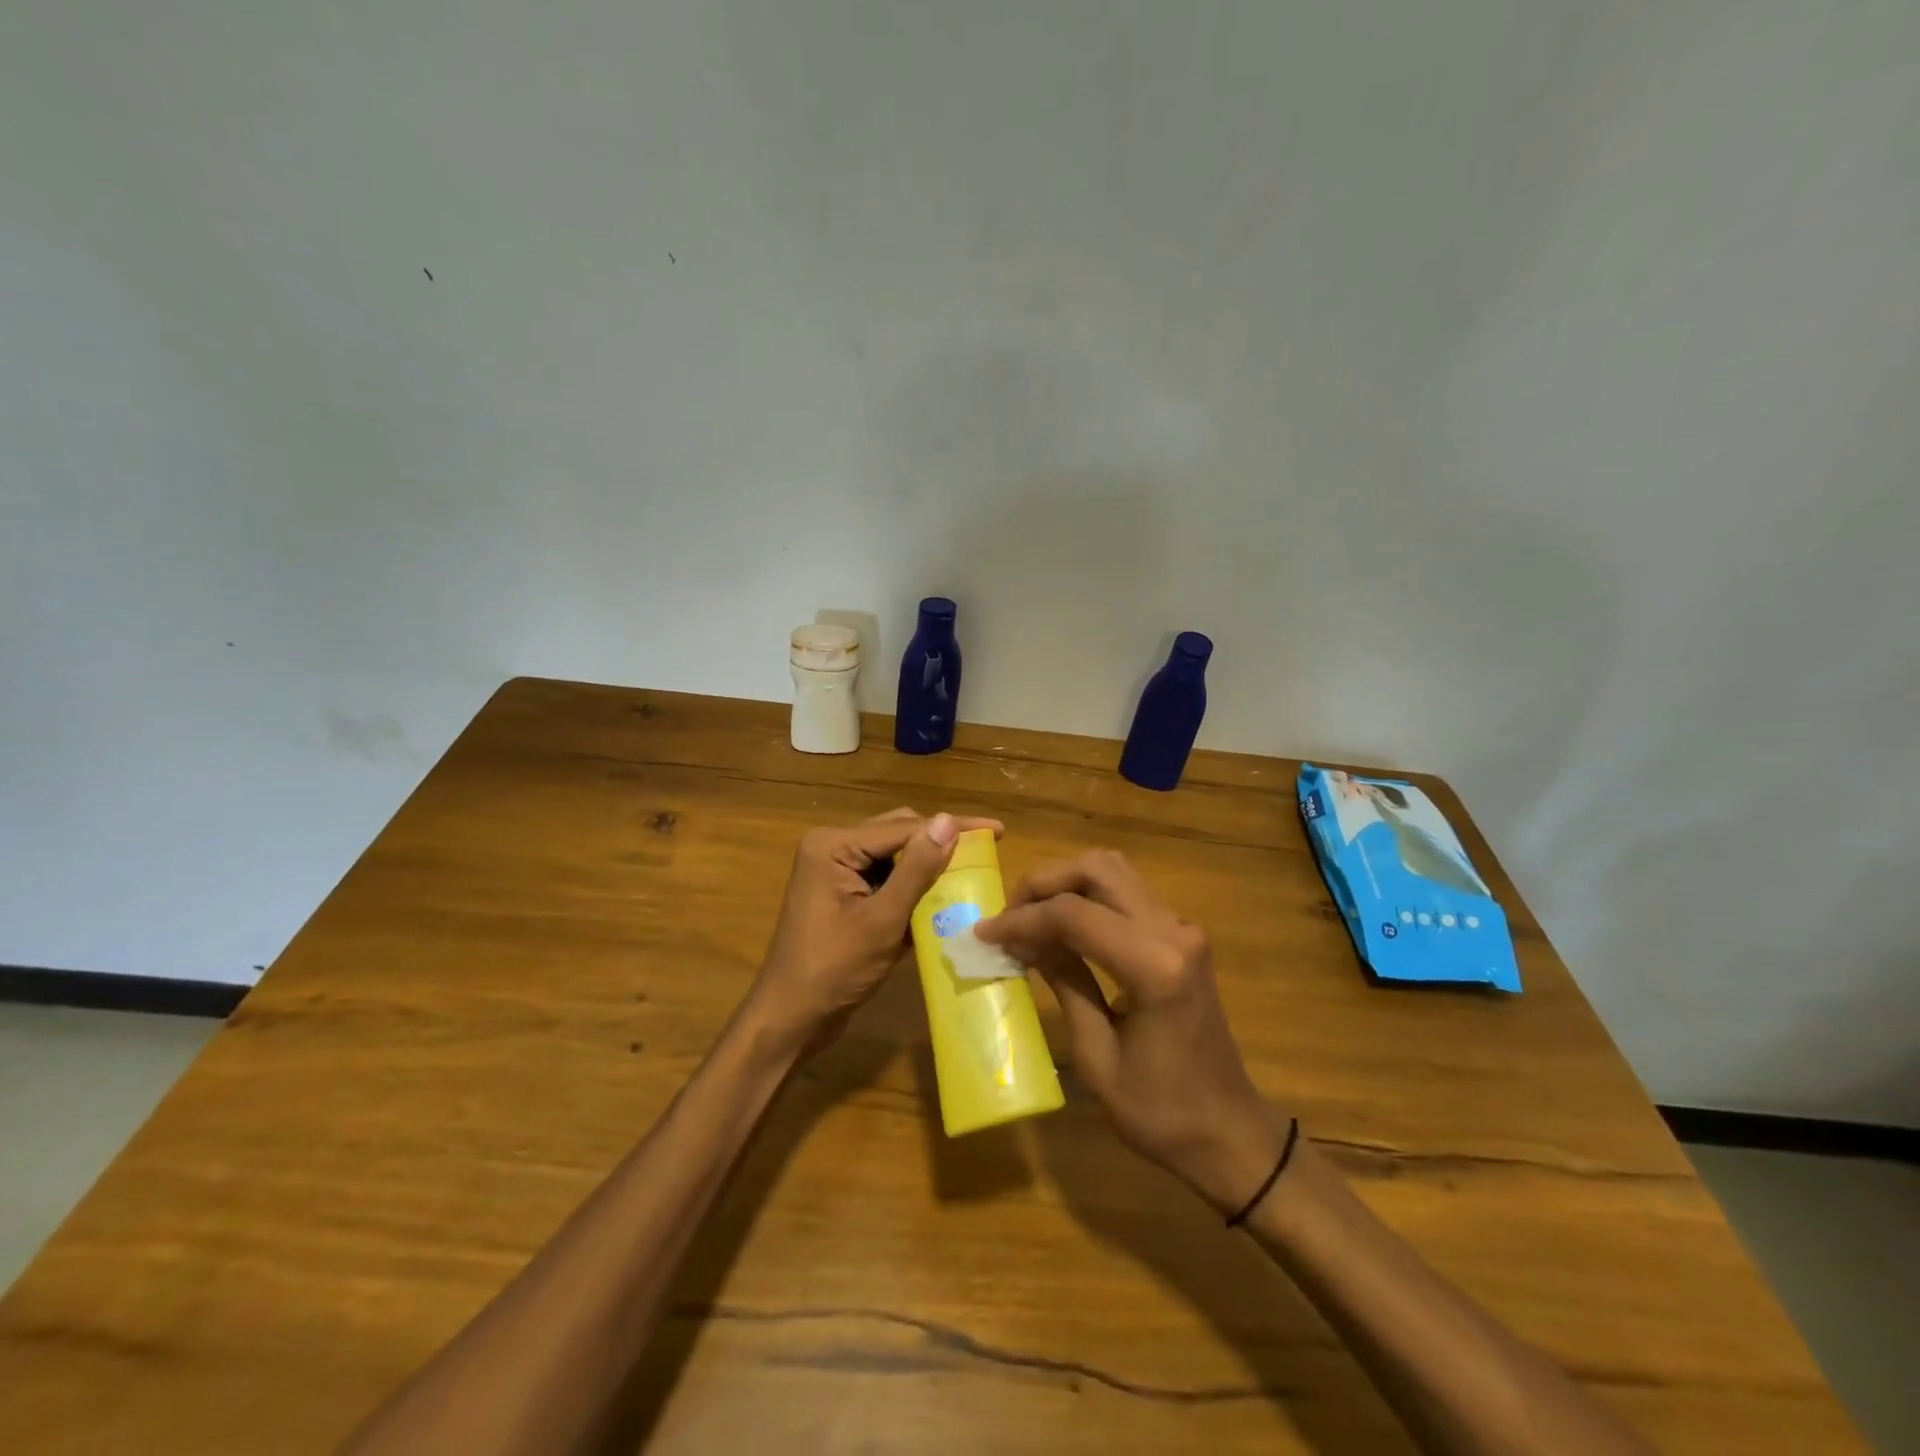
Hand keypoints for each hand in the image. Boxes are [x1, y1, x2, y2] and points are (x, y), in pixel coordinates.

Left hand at [746, 808, 1003, 1061]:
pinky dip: (913, 888)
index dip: (953, 827)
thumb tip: (948, 822)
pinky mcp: (843, 896)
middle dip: (941, 844)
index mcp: (833, 845)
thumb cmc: (833, 970)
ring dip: (928, 867)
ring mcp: (836, 873)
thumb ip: (916, 870)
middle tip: (987, 850)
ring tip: (972, 870)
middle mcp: (832, 848)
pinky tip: (943, 897)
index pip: (904, 827)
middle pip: (899, 834)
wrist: (790, 1020)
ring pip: (895, 858)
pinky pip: (886, 880)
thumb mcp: (882, 920)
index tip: (996, 830)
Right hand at [978, 850, 1283, 1213]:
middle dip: (1043, 884)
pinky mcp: (1182, 935)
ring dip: (1065, 884)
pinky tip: (1062, 927)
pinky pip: (1127, 893)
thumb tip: (1021, 941)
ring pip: (1113, 871)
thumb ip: (1063, 983)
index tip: (984, 934)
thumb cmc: (1160, 1112)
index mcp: (1155, 967)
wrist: (1230, 1132)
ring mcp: (1182, 928)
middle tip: (1009, 917)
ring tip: (1030, 918)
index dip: (1022, 919)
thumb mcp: (1097, 1056)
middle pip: (1097, 869)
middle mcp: (1173, 931)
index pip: (1074, 914)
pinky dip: (1087, 897)